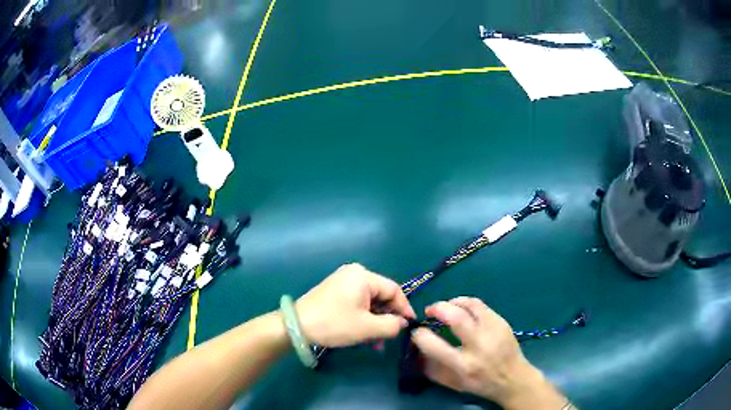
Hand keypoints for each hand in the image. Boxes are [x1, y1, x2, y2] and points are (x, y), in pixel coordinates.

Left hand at [295, 263, 415, 346]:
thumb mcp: (367, 328)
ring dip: (375, 322)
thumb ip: (391, 325)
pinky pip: (357, 304)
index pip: (394, 290)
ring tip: (376, 344)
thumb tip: (402, 323)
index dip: (404, 309)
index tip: (409, 325)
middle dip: (387, 319)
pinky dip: (363, 319)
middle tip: (389, 338)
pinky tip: (364, 336)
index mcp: (363, 276)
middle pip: (381, 296)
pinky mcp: (334, 292)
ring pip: (369, 303)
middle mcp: (354, 274)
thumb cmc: (334, 324)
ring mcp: (342, 283)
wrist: (296, 326)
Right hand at [412, 297, 566, 408]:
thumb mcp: (454, 384)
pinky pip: (481, 306)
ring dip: (453, 302)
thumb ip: (433, 370)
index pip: (435, 346)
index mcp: (464, 365)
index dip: (420, 335)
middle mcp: (479, 346)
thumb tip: (416, 352)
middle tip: (430, 311)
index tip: (417, 332)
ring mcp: (493, 331)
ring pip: (471, 305)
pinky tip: (462, 309)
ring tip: (446, 307)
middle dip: (438, 309)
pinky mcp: (502, 322)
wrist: (513, 379)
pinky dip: (467, 304)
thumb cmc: (481, 384)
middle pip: (456, 318)